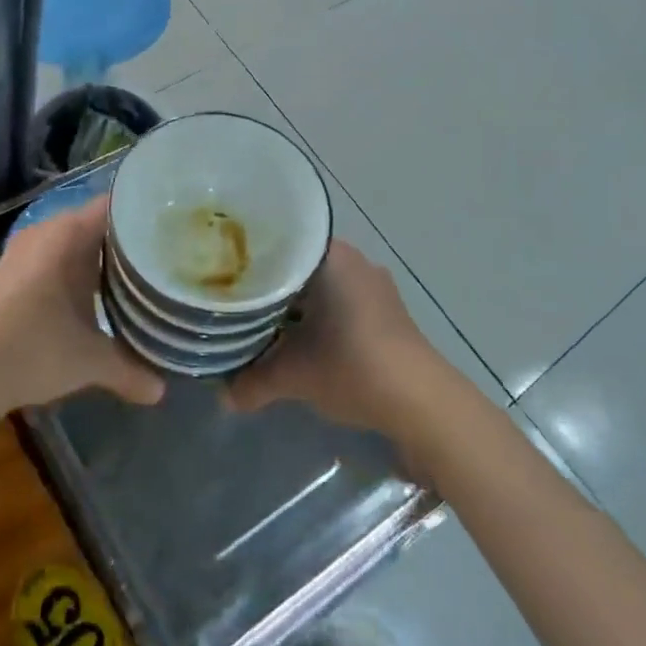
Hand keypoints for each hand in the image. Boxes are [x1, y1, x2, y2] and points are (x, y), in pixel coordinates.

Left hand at [0, 196, 165, 412]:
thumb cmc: (32, 349)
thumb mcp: (89, 361)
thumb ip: (130, 370)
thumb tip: (162, 391)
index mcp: (69, 234)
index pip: (118, 205)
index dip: (149, 213)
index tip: (179, 227)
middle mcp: (47, 232)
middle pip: (99, 224)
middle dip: (131, 239)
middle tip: (170, 254)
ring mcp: (25, 252)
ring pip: (76, 244)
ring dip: (103, 258)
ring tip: (142, 274)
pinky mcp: (11, 275)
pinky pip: (57, 259)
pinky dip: (79, 272)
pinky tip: (97, 295)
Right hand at [225, 241, 450, 442]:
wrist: (421, 402)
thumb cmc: (351, 366)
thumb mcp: (294, 376)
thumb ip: (253, 382)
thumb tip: (224, 396)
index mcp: (331, 257)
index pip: (280, 244)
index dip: (249, 261)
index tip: (224, 275)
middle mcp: (355, 260)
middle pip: (299, 267)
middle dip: (270, 287)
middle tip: (235, 302)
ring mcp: (375, 286)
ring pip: (321, 287)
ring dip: (296, 306)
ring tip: (261, 323)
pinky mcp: (387, 312)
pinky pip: (341, 303)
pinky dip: (320, 317)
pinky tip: (301, 340)